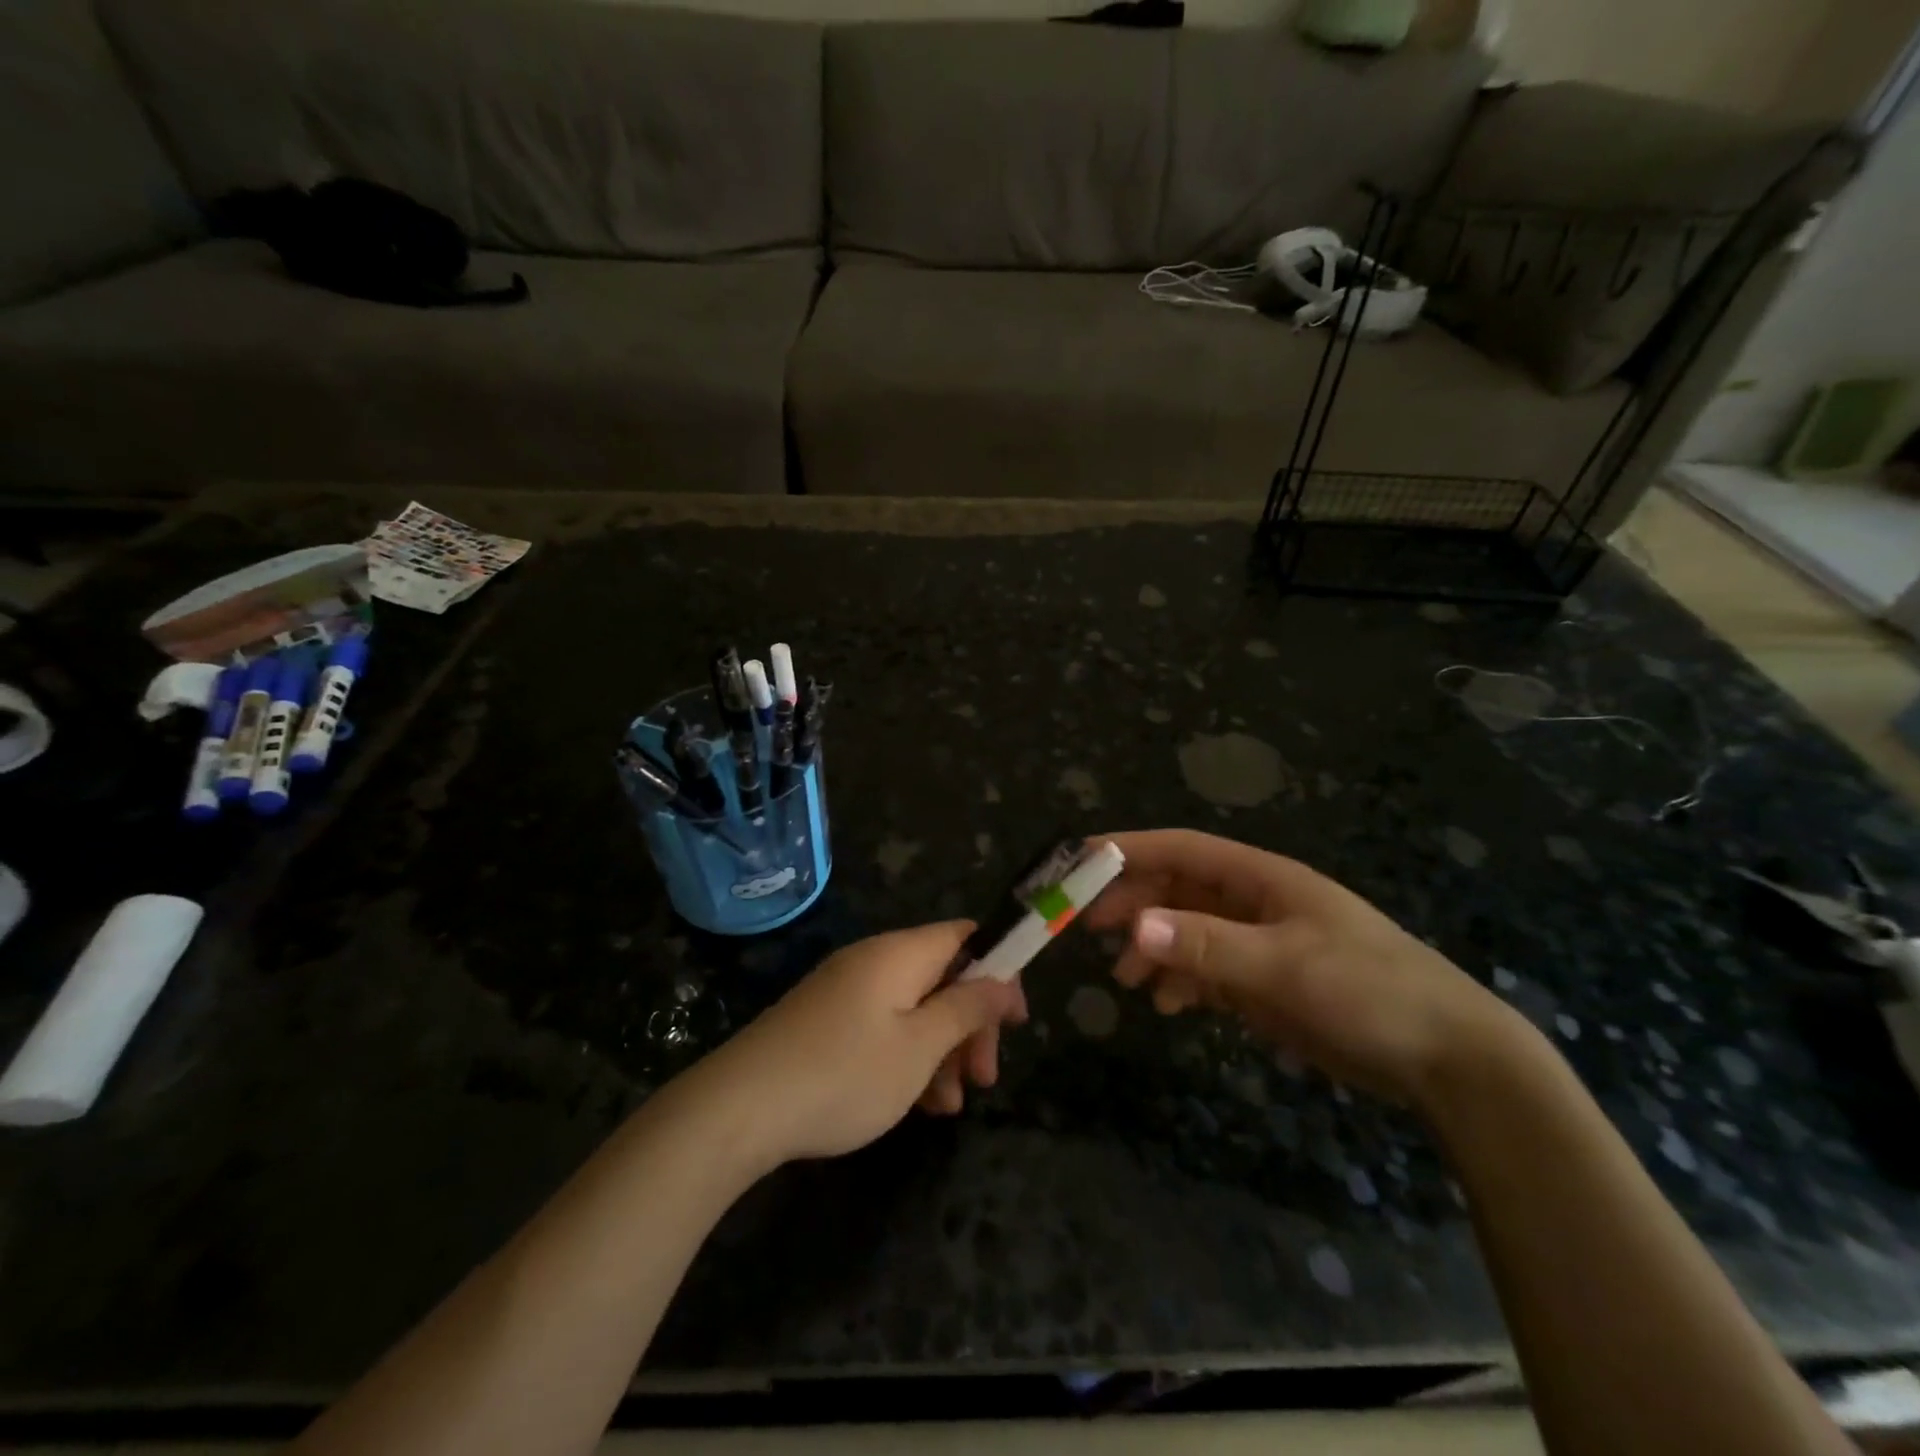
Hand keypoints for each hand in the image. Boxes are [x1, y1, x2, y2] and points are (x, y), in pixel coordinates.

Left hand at [692, 922, 1025, 1166]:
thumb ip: (967, 1008)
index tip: (1015, 1020)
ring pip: (914, 1009)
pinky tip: (913, 1105)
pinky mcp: (826, 1020)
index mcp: (900, 953)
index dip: (998, 969)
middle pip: (943, 977)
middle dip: (971, 1025)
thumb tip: (1003, 980)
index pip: (965, 936)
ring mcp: (846, 991)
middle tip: (985, 1079)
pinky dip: (906, 1058)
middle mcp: (874, 960)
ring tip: (947, 1108)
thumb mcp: (919, 1047)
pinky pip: (883, 1027)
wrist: (738, 1109)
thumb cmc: (844, 1073)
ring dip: (941, 1051)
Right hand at [1082, 830, 1518, 1107]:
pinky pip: (1208, 970)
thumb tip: (1133, 929)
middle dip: (1133, 904)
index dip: (1129, 849)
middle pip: (1178, 889)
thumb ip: (1207, 946)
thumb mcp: (1284, 966)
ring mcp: (1261, 942)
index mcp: (1261, 878)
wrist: (1448, 1059)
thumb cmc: (1368, 992)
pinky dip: (1181, 981)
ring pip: (1188, 931)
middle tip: (1088, 928)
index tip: (1080, 861)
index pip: (1181, 849)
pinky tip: (1168, 1004)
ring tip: (1125, 980)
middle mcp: (1254, 902)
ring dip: (1153, 948)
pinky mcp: (1268, 981)